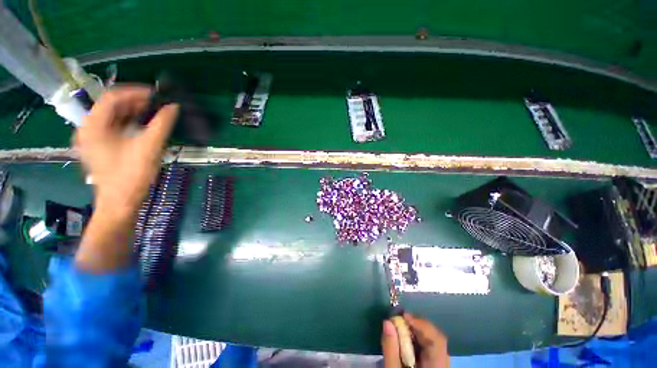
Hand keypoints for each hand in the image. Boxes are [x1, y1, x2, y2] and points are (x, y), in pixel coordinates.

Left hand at [74, 85, 178, 271]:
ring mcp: (92, 138)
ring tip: (153, 113)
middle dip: (135, 102)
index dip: (135, 92)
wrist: (120, 203)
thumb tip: (173, 107)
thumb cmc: (131, 176)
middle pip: (110, 105)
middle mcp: (88, 128)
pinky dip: (129, 123)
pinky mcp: (100, 147)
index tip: (156, 94)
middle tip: (157, 104)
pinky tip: (143, 126)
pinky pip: (113, 127)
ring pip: (112, 116)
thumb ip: (162, 124)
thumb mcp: (149, 147)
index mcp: (93, 126)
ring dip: (133, 112)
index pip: (112, 97)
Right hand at [382, 313, 448, 367]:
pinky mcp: (436, 366)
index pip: (437, 340)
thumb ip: (391, 348)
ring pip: (434, 342)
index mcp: (436, 367)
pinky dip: (418, 340)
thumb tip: (387, 322)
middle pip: (436, 339)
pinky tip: (407, 340)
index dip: (422, 324)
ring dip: (417, 332)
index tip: (403, 316)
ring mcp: (441, 366)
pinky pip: (431, 349)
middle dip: (418, 326)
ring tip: (401, 327)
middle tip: (400, 320)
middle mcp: (443, 365)